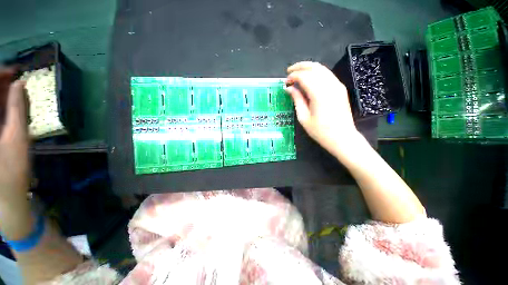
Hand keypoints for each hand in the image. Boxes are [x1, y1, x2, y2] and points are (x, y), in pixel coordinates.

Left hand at [0, 69, 31, 239]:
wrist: (6, 194)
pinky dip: (2, 106)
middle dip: (1, 84)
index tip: (13, 72)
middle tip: (15, 78)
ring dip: (1, 95)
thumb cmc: (12, 169)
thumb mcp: (17, 138)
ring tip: (14, 88)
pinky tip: (10, 103)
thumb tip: (20, 83)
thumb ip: (17, 109)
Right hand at [285, 62, 362, 157]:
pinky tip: (309, 78)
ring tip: (297, 73)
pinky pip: (327, 74)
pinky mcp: (340, 88)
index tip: (286, 82)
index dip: (293, 77)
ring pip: (322, 68)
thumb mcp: (304, 117)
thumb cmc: (320, 131)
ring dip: (308, 68)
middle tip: (289, 71)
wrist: (342, 137)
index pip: (304, 77)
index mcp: (319, 94)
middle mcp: (330, 85)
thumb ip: (297, 100)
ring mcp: (337, 85)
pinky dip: (316, 73)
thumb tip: (289, 89)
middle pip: (314, 67)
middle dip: (300, 67)